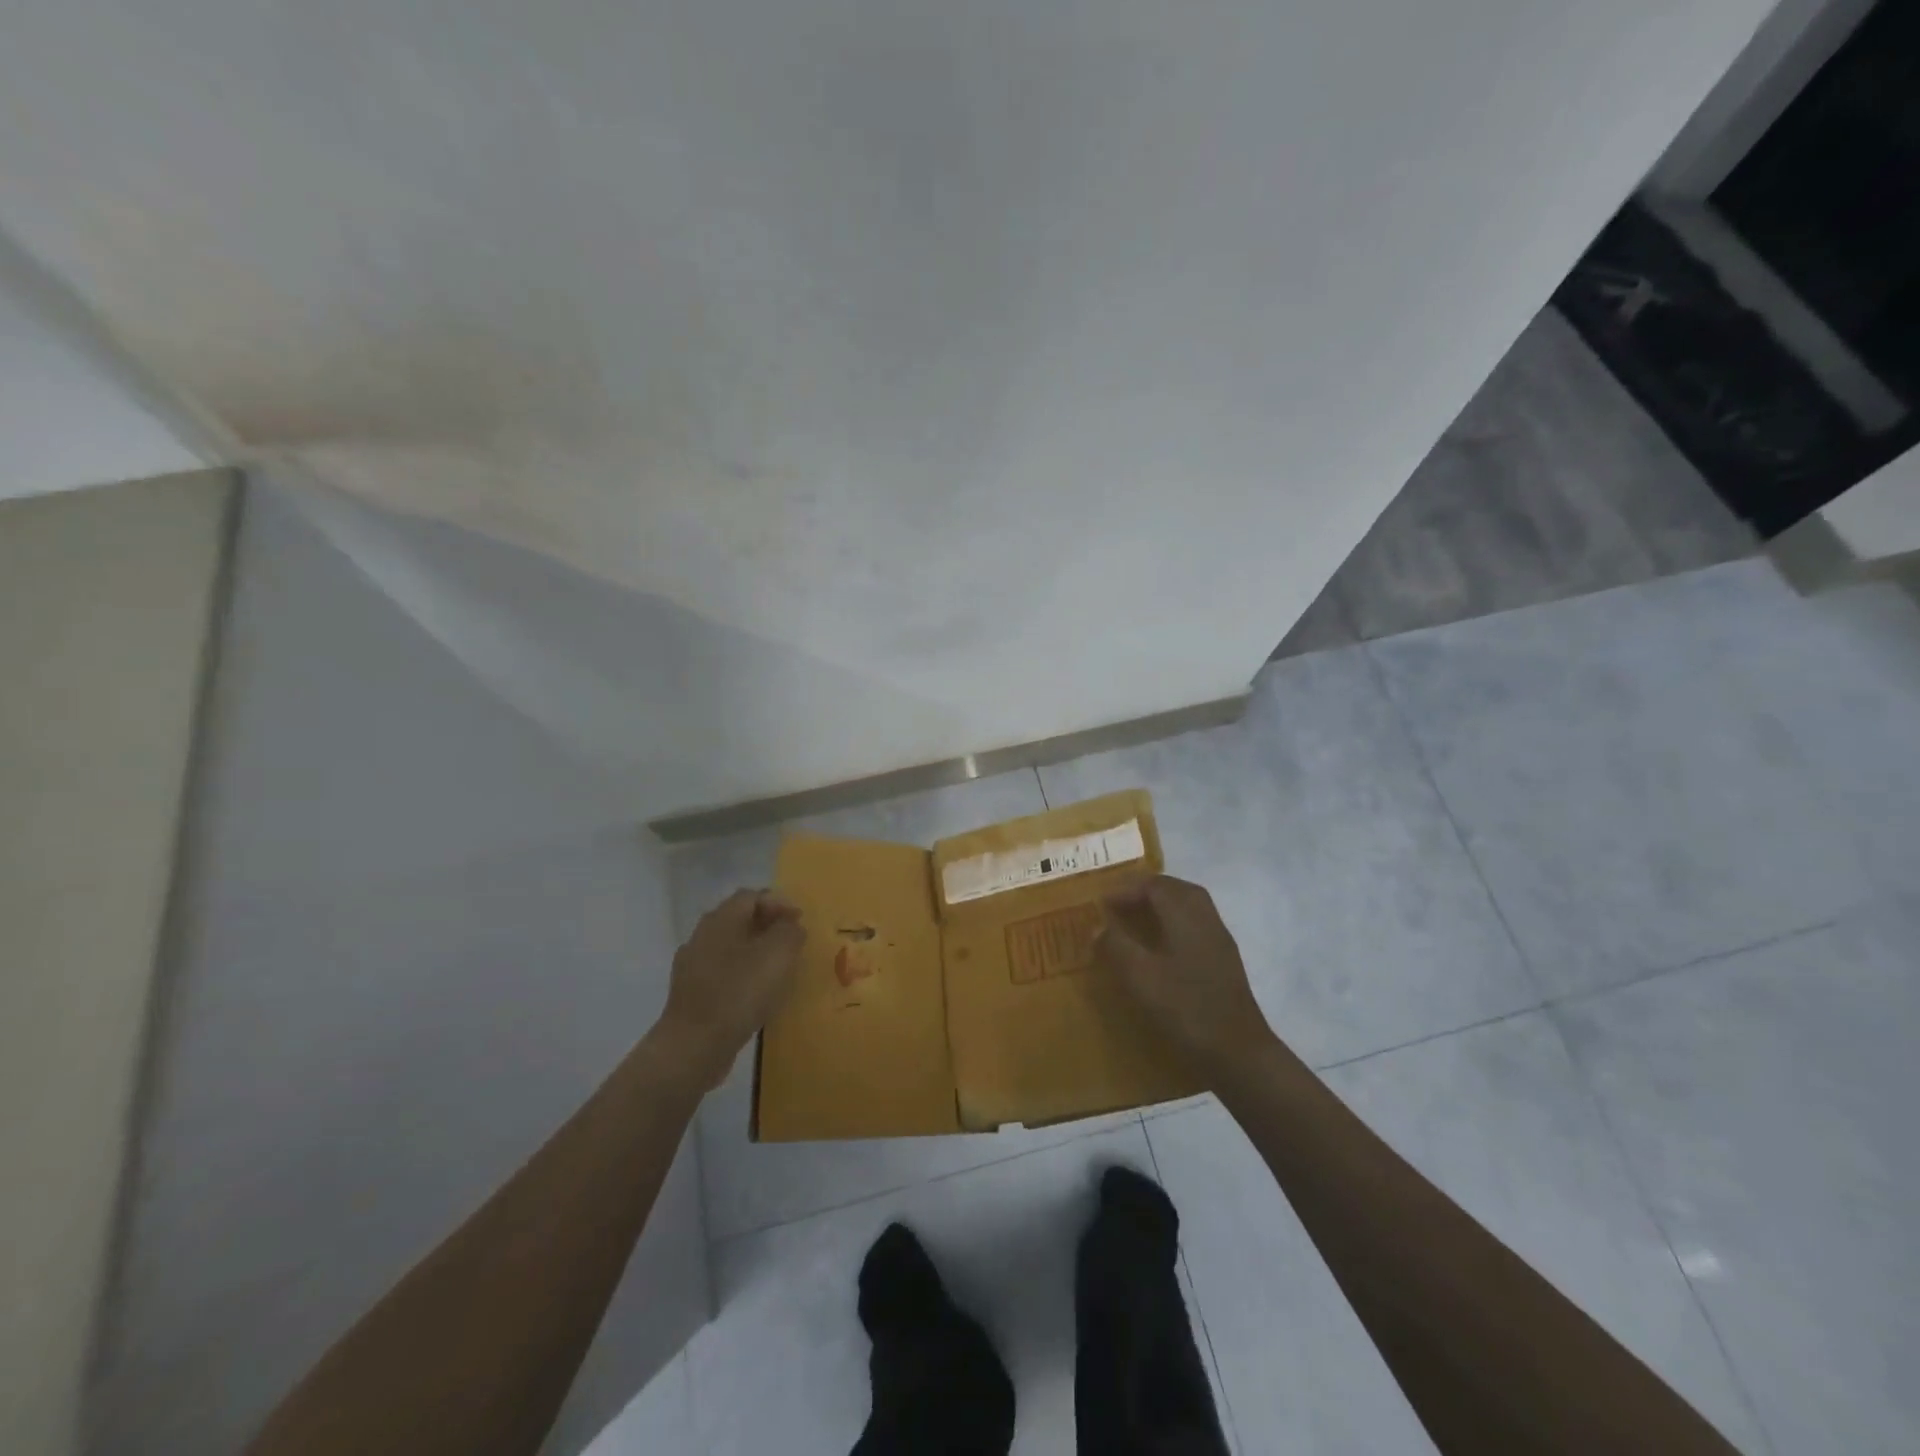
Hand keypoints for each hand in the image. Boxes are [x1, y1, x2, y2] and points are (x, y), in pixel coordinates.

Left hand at [656, 889, 804, 1088]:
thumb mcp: (778, 954)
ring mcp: (692, 966)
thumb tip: (791, 926)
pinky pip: (722, 974)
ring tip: (779, 969)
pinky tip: (757, 994)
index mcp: (721, 919)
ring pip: (730, 948)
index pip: (751, 896)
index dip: (779, 903)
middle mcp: (702, 935)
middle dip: (768, 926)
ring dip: (755, 952)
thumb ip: (790, 932)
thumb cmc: (739, 992)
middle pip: (739, 920)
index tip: (800, 922)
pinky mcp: (691, 994)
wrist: (694, 1046)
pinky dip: (742, 976)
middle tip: (792, 942)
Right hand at [1095, 875, 1277, 1081]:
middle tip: (1121, 903)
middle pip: (1177, 889)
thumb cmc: (1186, 1009)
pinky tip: (1161, 948)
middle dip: (1147, 890)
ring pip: (1190, 906)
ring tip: (1137, 921)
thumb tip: (1097, 925)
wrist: (1238, 1052)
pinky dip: (1175, 924)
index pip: (1155, 885)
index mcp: (1186, 916)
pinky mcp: (1225, 962)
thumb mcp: (1140, 977)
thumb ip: (1116, 945)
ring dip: (1163, 905)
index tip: (1102, 902)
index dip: (1126, 889)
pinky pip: (1197, 925)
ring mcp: (1220, 941)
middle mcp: (1206, 920)